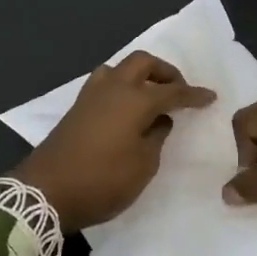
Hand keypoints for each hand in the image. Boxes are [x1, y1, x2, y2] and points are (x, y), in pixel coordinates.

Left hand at [8, 51, 215, 233]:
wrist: (46, 192)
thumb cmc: (102, 181)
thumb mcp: (143, 166)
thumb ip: (156, 138)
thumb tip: (158, 121)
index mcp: (134, 100)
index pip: (171, 91)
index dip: (193, 95)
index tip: (210, 97)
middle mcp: (113, 88)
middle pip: (142, 63)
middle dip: (165, 71)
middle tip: (178, 89)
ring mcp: (90, 96)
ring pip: (119, 69)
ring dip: (139, 75)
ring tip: (150, 95)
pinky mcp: (76, 108)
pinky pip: (105, 83)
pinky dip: (122, 86)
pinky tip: (126, 107)